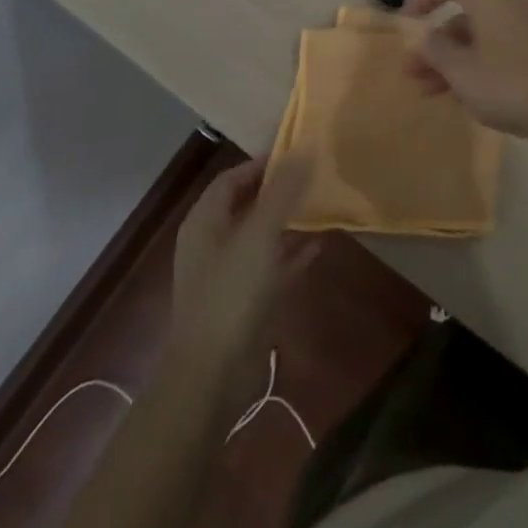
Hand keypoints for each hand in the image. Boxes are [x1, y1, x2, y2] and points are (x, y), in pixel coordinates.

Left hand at [168, 156, 313, 379]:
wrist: (212, 377)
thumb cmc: (231, 294)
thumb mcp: (259, 235)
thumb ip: (282, 192)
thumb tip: (303, 149)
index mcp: (205, 222)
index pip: (232, 178)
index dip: (262, 163)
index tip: (297, 153)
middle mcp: (213, 243)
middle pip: (247, 204)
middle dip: (279, 190)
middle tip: (314, 176)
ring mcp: (227, 274)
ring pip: (261, 235)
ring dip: (288, 221)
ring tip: (321, 205)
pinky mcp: (244, 302)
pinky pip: (271, 266)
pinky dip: (291, 254)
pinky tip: (319, 245)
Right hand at [402, 0, 527, 148]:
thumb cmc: (509, 83)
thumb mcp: (461, 70)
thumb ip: (435, 50)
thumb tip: (422, 36)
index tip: (408, 24)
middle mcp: (509, 3)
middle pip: (463, 11)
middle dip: (435, 41)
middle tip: (412, 72)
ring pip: (480, 35)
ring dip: (452, 59)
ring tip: (429, 93)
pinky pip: (499, 49)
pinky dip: (477, 65)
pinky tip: (464, 96)